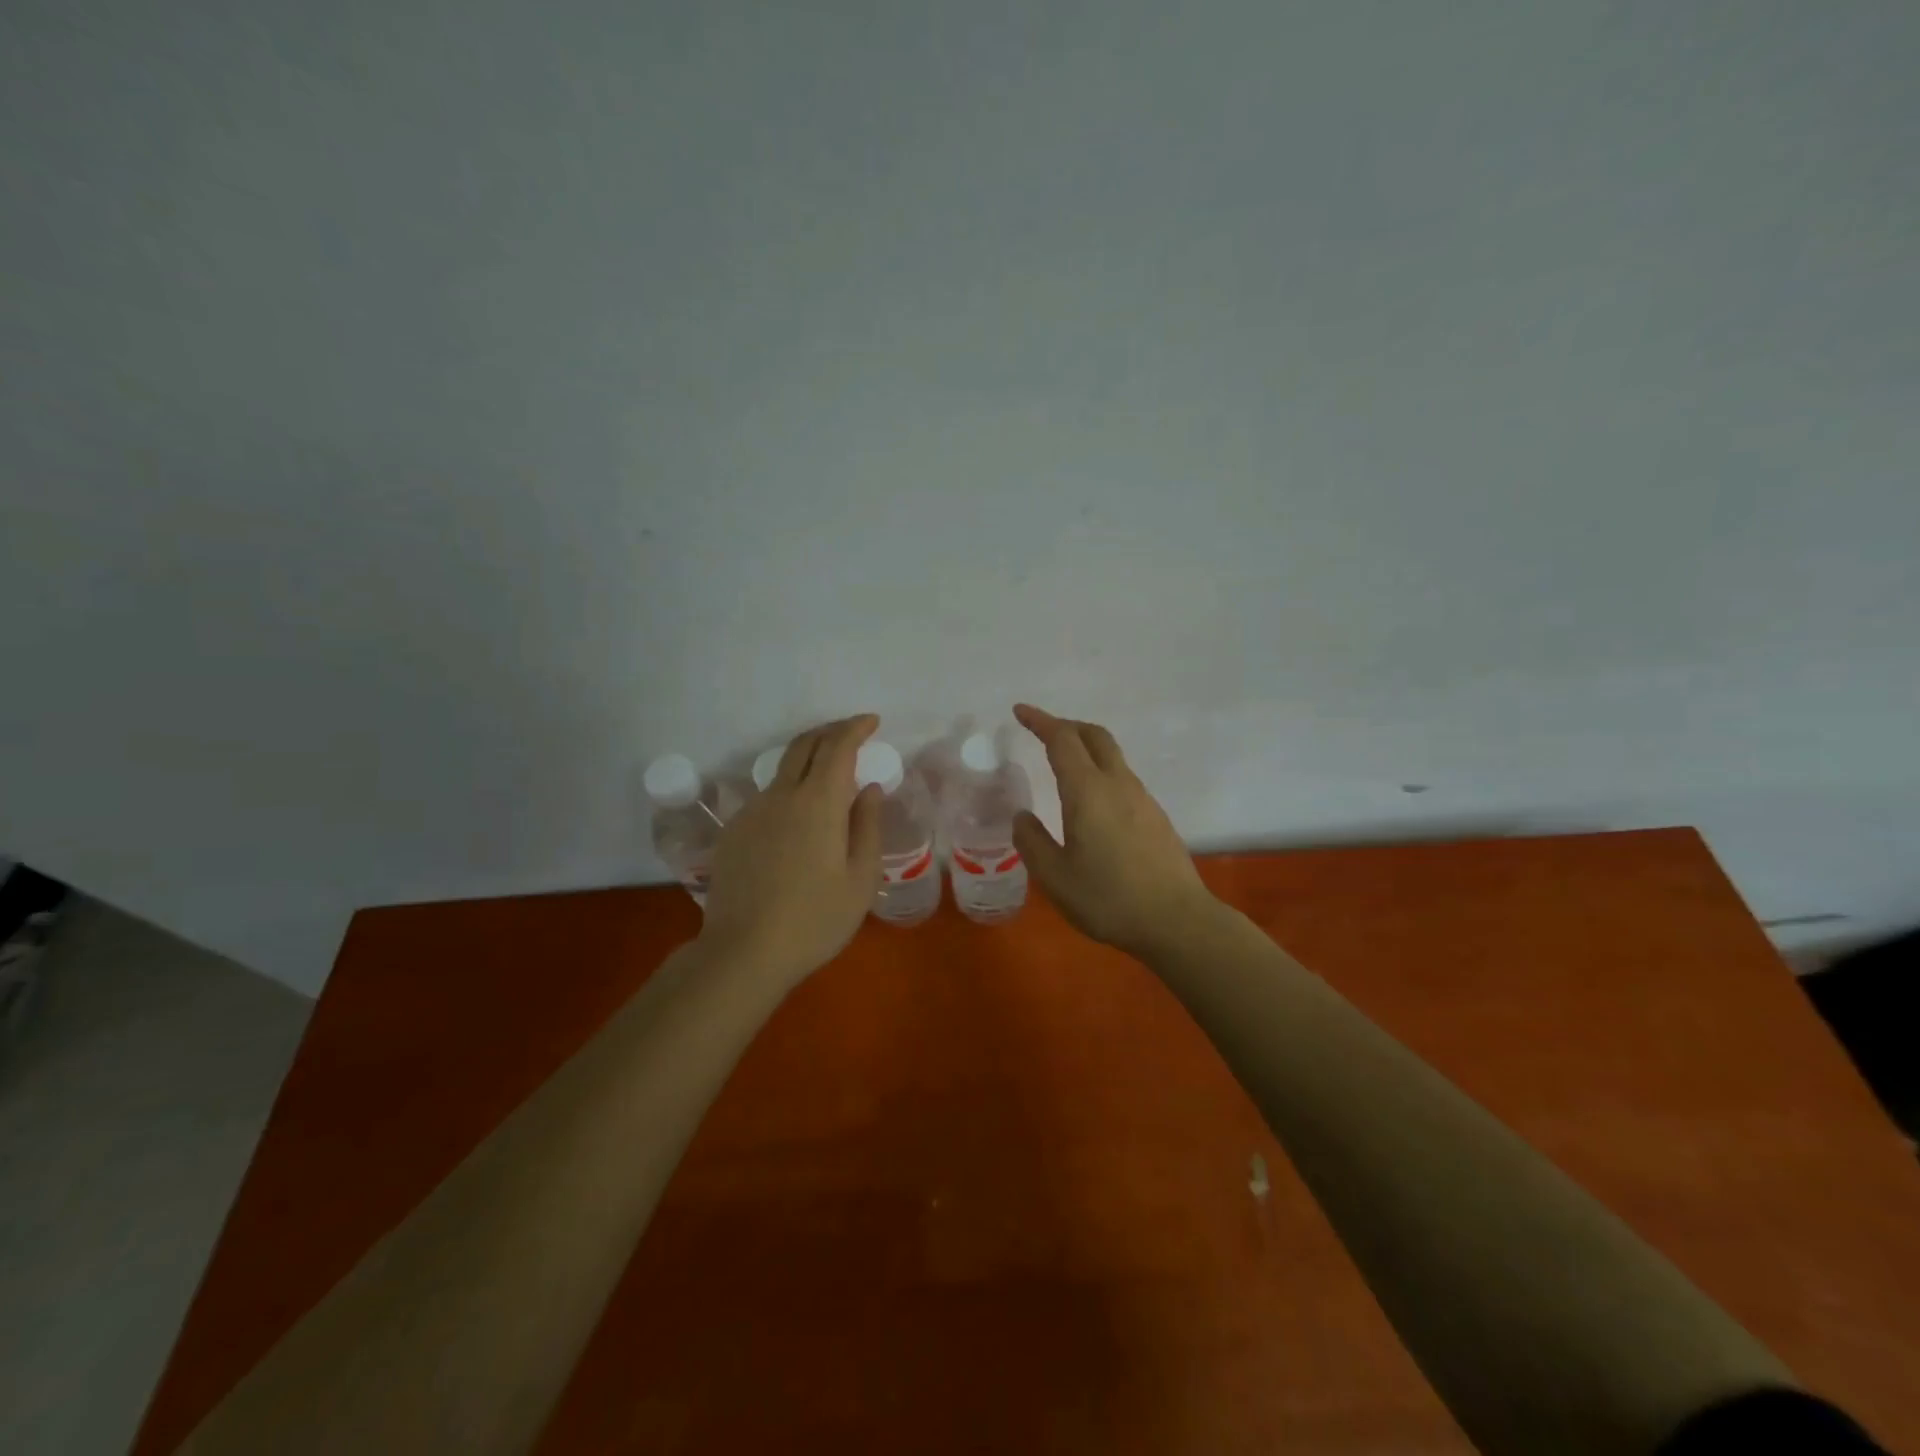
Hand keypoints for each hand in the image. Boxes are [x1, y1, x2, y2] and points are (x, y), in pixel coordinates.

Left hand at [699, 715, 883, 988]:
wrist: (743, 952)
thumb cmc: (815, 919)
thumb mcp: (861, 878)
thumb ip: (868, 825)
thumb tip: (869, 788)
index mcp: (818, 802)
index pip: (838, 746)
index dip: (855, 728)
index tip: (872, 722)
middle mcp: (781, 795)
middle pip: (804, 745)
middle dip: (830, 731)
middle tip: (852, 734)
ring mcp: (752, 811)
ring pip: (782, 770)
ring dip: (808, 760)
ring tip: (829, 778)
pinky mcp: (733, 831)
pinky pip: (767, 797)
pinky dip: (789, 791)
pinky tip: (798, 821)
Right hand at [1012, 703, 1220, 960]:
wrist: (1177, 921)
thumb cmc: (1109, 899)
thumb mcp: (1055, 877)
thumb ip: (1032, 842)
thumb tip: (1022, 817)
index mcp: (1088, 791)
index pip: (1062, 740)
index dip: (1040, 721)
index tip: (1020, 712)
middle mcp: (1117, 784)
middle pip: (1094, 736)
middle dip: (1066, 725)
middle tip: (1042, 731)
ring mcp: (1142, 799)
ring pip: (1112, 756)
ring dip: (1085, 748)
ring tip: (1063, 766)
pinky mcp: (1156, 816)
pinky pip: (1123, 778)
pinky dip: (1100, 771)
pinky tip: (1092, 803)